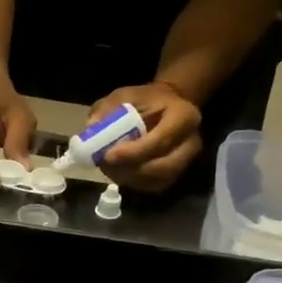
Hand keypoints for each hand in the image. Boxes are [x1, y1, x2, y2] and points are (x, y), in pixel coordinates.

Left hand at [84, 81, 202, 192]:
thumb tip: (90, 130)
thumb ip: (107, 110)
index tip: (108, 155)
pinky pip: (153, 186)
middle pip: (163, 167)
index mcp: (184, 116)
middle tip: (106, 164)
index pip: (161, 140)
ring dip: (129, 178)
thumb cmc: (145, 101)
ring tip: (108, 167)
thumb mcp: (124, 96)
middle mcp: (191, 142)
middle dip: (130, 170)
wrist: (165, 107)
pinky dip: (133, 183)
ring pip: (157, 180)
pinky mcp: (175, 175)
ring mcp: (185, 162)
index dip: (134, 152)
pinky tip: (118, 171)